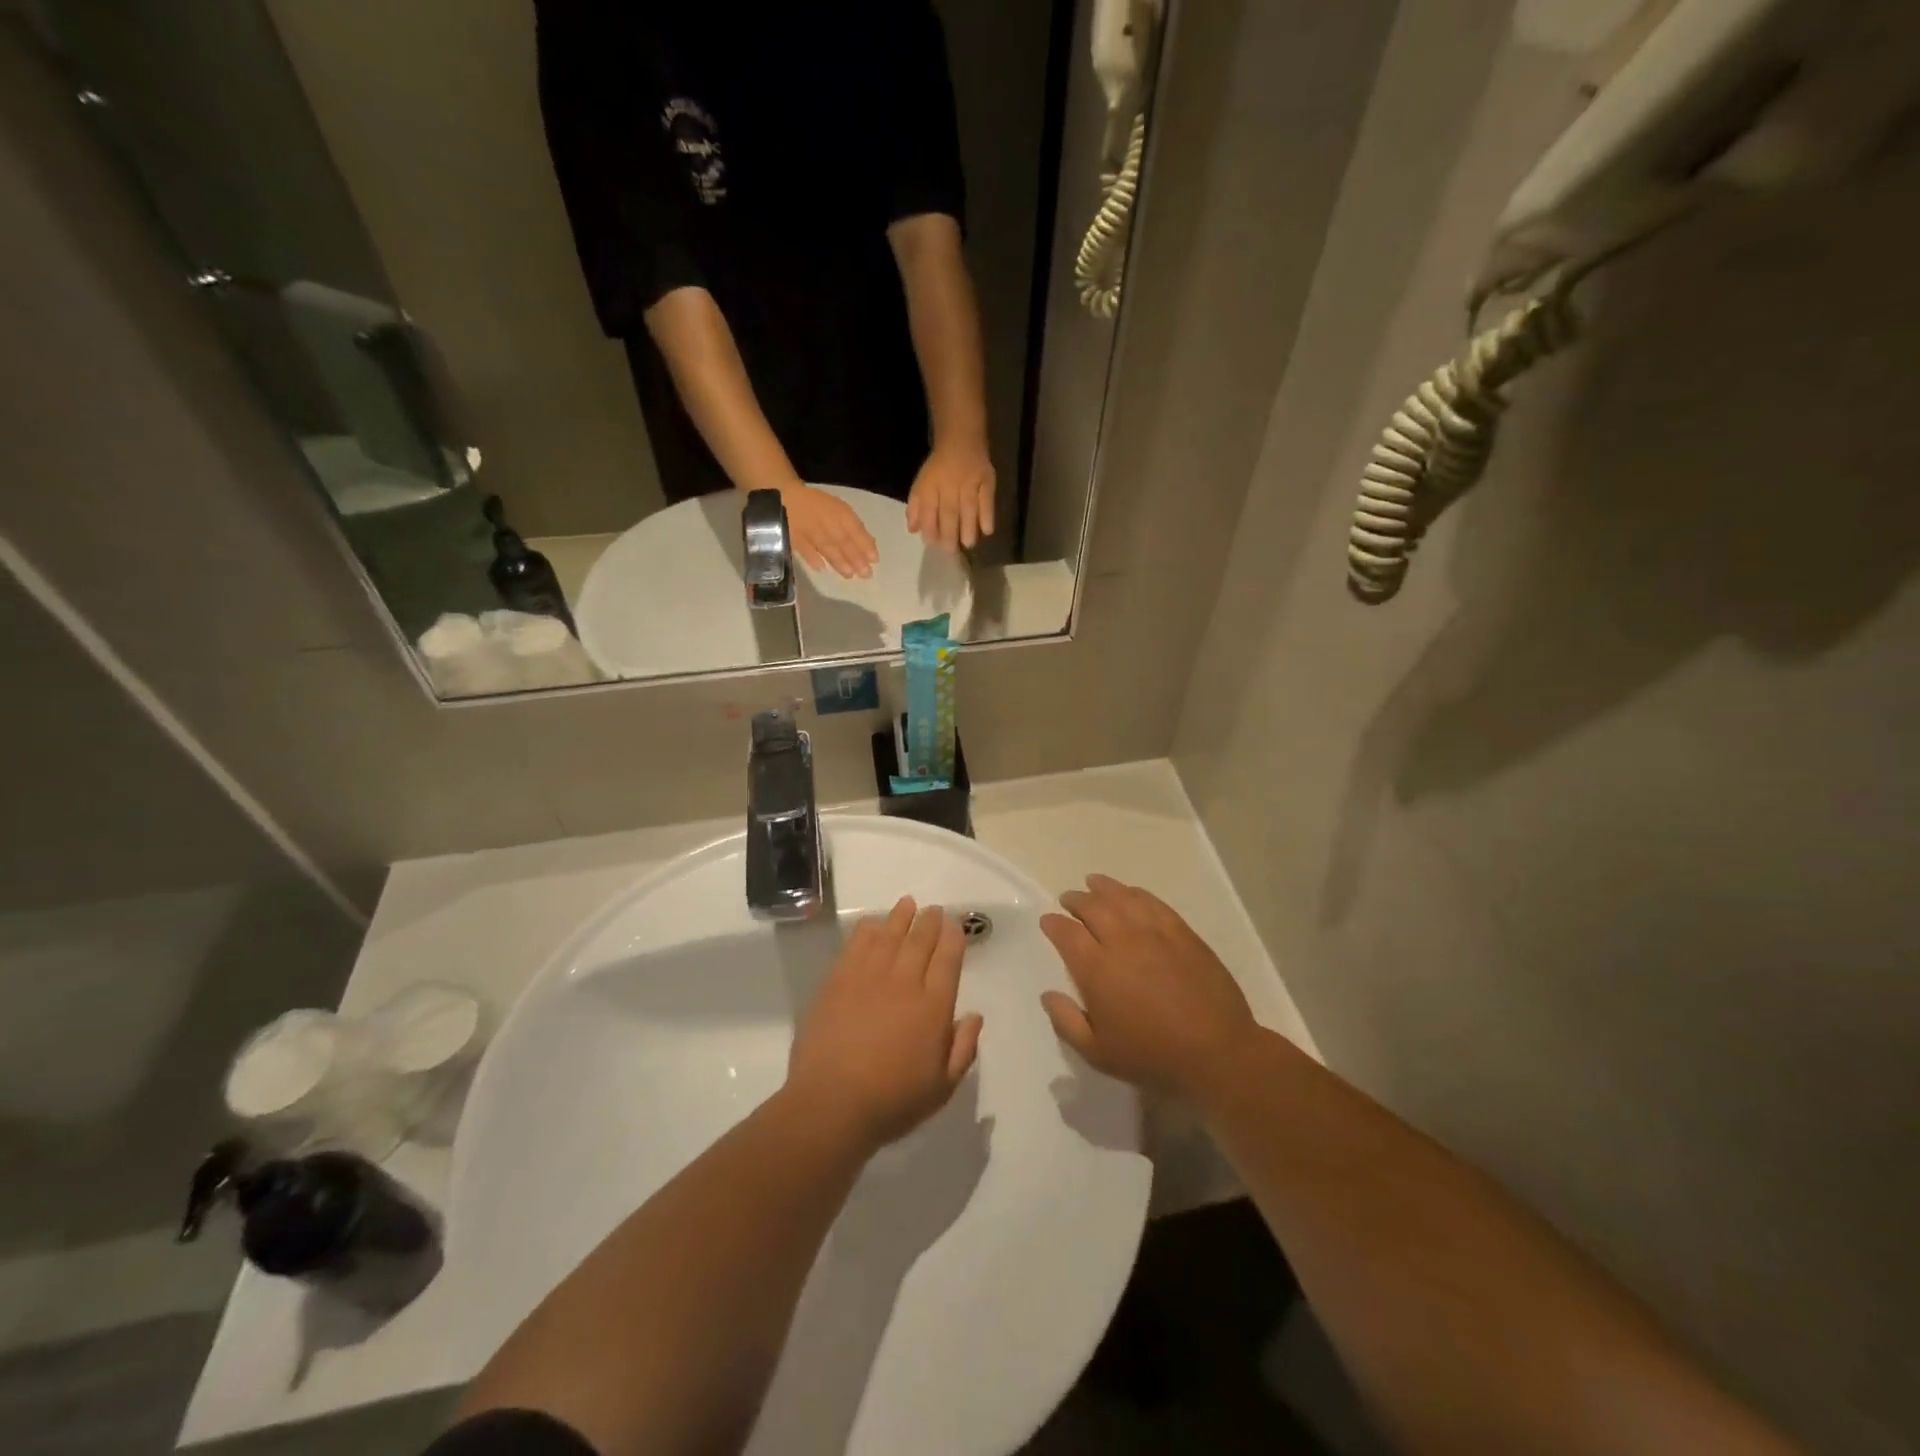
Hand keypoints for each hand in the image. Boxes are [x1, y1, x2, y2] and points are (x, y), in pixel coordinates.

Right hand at [780, 483, 876, 578]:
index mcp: (838, 510)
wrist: (782, 495)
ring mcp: (809, 527)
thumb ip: (852, 528)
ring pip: (826, 546)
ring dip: (839, 561)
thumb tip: (869, 548)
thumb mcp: (837, 510)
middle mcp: (825, 519)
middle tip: (866, 574)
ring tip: (849, 575)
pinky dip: (813, 557)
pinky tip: (821, 568)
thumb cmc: (815, 505)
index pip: (855, 528)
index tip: (874, 560)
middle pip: (843, 540)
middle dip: (855, 558)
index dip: (865, 544)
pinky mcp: (793, 535)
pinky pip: (804, 547)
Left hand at [786, 898, 983, 1150]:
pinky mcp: (838, 981)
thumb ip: (963, 1049)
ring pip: (889, 935)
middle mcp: (904, 983)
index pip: (948, 960)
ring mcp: (868, 978)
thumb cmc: (892, 1101)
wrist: (831, 1104)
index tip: (955, 925)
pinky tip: (872, 923)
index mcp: (933, 1007)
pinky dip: (868, 930)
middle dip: (930, 921)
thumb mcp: (942, 1088)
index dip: (953, 938)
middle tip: (934, 910)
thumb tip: (975, 1015)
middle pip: (920, 940)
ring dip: (900, 917)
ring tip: (907, 904)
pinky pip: (857, 944)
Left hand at [906, 442, 994, 552]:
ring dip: (968, 527)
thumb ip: (916, 507)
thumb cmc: (939, 468)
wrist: (960, 440)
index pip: (928, 509)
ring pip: (968, 507)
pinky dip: (987, 515)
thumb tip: (913, 530)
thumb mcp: (922, 483)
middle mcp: (949, 484)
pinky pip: (987, 499)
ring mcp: (969, 482)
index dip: (929, 528)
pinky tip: (987, 530)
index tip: (932, 544)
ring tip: (968, 544)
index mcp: (931, 485)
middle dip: (949, 533)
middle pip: (949, 512)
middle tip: (951, 552)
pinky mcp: (986, 480)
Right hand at [1040, 875, 1258, 1102]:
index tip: (1047, 920)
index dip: (1053, 923)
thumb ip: (1066, 1022)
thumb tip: (1047, 994)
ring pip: (1122, 897)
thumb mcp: (1098, 1053)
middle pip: (1093, 907)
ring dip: (1103, 888)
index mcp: (1097, 969)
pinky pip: (1153, 902)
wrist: (1217, 1053)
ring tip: (1093, 883)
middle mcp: (1122, 941)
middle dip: (1076, 900)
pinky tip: (1131, 893)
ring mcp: (1154, 933)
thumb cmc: (1153, 1057)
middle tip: (1069, 900)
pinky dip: (1136, 893)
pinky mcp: (1182, 933)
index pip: (1067, 933)